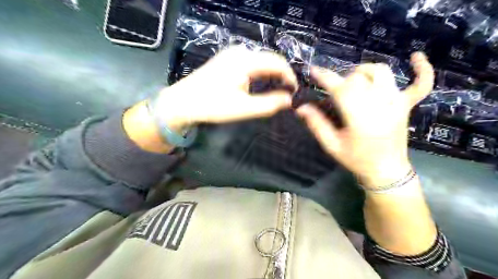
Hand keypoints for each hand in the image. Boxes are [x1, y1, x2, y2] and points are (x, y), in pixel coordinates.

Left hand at [155, 47, 294, 130]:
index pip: (278, 63)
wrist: (183, 102)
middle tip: (287, 95)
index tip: (295, 93)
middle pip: (271, 60)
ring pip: (261, 61)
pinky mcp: (227, 59)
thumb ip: (270, 104)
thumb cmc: (212, 106)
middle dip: (282, 76)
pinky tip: (261, 85)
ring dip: (271, 75)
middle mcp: (241, 51)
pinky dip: (260, 74)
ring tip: (277, 92)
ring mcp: (232, 54)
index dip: (290, 77)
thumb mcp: (244, 108)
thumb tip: (290, 100)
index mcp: (246, 60)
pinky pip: (251, 63)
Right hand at [297, 52, 434, 187]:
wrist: (386, 171)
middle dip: (342, 79)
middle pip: (359, 77)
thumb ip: (316, 124)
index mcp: (359, 116)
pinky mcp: (407, 106)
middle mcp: (380, 104)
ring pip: (382, 73)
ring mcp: (397, 103)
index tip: (313, 70)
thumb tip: (301, 108)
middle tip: (334, 90)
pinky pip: (421, 84)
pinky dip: (421, 70)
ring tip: (355, 79)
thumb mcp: (332, 145)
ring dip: (365, 71)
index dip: (325, 77)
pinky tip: (415, 57)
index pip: (340, 89)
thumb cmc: (356, 159)